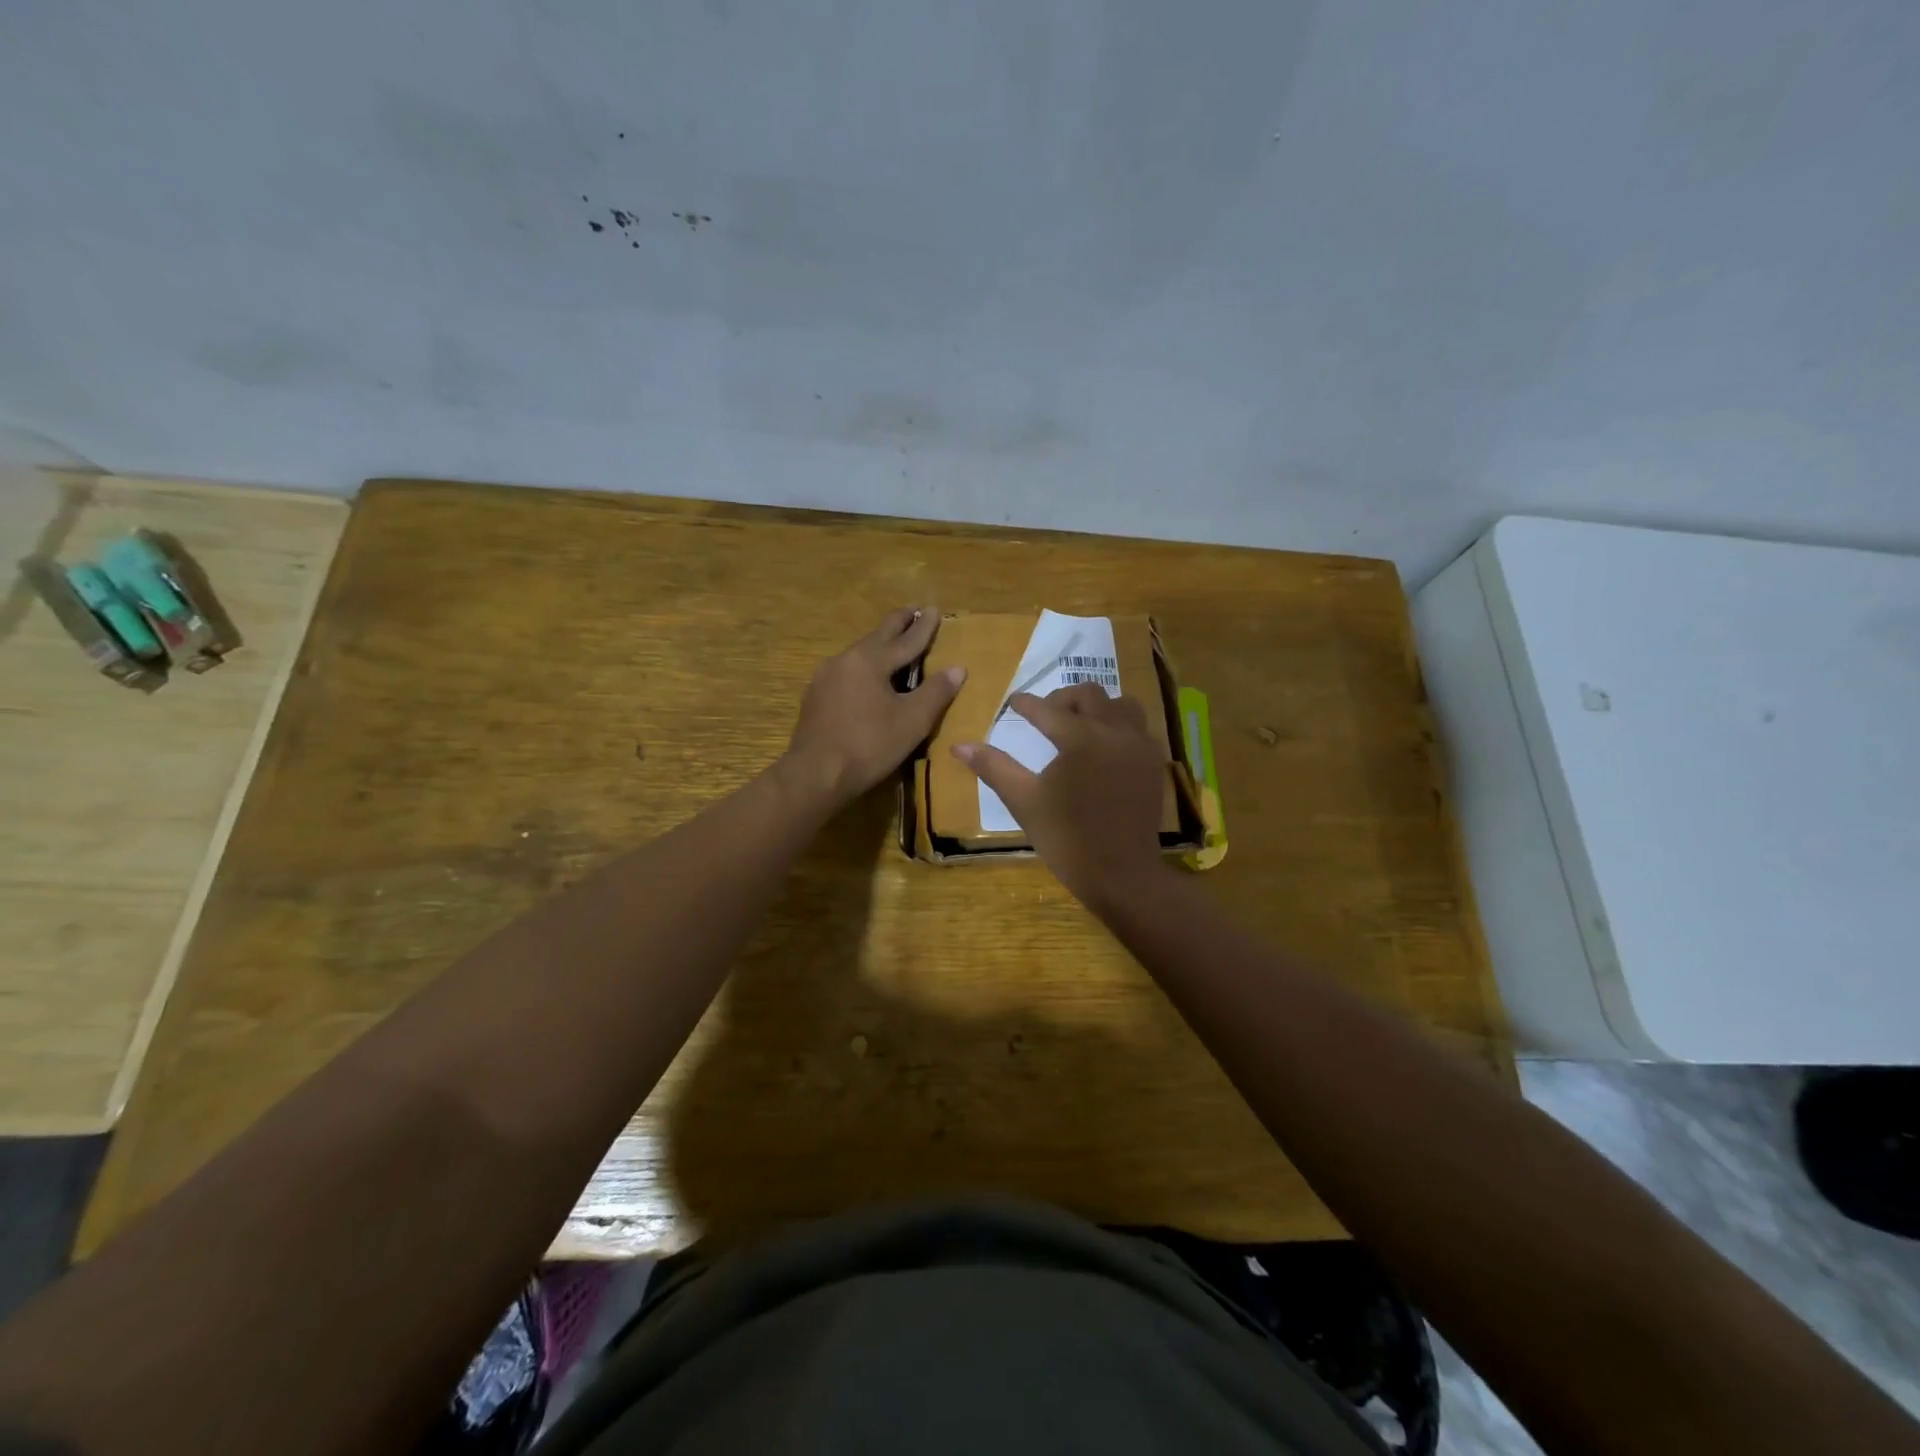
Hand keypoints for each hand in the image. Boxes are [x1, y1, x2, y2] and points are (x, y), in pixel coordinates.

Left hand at [783, 608, 965, 807]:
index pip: (906, 639)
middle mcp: (845, 659)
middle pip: (878, 636)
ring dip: (879, 645)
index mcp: (870, 660)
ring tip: (893, 643)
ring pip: (860, 653)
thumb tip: (958, 668)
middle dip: (898, 623)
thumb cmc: (870, 745)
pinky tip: (867, 677)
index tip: (935, 609)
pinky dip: (864, 667)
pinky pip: (847, 671)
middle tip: (913, 610)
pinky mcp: (815, 696)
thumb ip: (936, 692)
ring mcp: (825, 677)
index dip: (924, 627)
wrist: (815, 774)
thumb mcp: (912, 721)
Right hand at [951, 682, 1168, 905]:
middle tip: (1046, 715)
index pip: (1046, 709)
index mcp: (1080, 738)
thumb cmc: (1067, 839)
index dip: (1026, 704)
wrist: (1121, 874)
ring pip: (1121, 705)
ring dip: (1098, 708)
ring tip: (1080, 726)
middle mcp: (1114, 731)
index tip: (1014, 702)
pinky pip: (1139, 728)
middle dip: (1063, 699)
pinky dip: (1120, 726)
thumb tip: (959, 745)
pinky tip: (1105, 747)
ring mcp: (1139, 746)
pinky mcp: (1154, 763)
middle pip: (1089, 695)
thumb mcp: (1024, 802)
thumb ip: (994, 767)